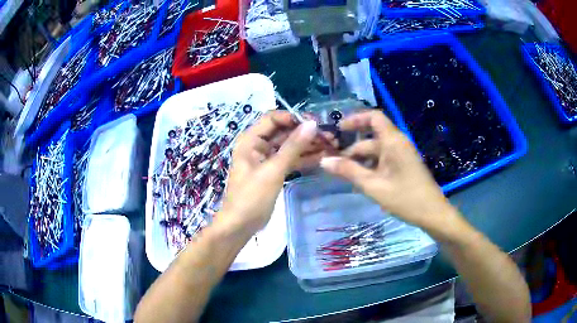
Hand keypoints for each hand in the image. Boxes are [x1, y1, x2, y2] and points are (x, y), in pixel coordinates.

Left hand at [220, 111, 330, 232]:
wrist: (240, 225)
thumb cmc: (251, 196)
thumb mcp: (273, 170)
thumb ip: (293, 146)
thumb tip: (312, 124)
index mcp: (251, 140)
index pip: (273, 118)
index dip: (293, 118)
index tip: (316, 123)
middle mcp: (258, 145)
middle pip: (284, 132)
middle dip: (305, 133)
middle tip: (330, 136)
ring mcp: (267, 159)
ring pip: (290, 146)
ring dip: (308, 145)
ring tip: (331, 145)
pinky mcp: (274, 171)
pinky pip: (291, 160)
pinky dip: (304, 158)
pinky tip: (323, 157)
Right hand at [319, 111, 458, 233]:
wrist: (432, 214)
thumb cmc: (405, 198)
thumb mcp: (373, 186)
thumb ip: (349, 171)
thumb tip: (324, 161)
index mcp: (393, 141)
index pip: (373, 117)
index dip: (355, 120)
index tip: (338, 131)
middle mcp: (397, 143)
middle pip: (371, 138)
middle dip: (352, 149)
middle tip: (334, 164)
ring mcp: (402, 155)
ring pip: (376, 151)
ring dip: (360, 161)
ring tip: (344, 176)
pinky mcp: (404, 165)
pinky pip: (383, 160)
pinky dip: (370, 167)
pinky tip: (361, 182)